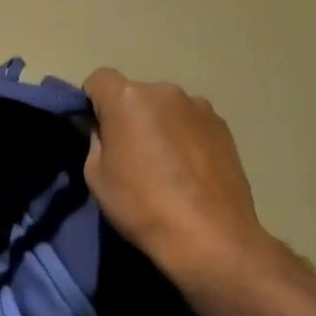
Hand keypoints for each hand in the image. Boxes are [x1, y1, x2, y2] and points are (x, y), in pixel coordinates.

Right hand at [83, 68, 269, 285]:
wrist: (210, 236)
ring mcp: (199, 106)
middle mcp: (165, 91)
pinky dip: (185, 136)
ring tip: (166, 164)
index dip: (92, 101)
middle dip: (128, 114)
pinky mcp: (223, 126)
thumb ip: (96, 140)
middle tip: (130, 152)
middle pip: (135, 94)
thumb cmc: (142, 206)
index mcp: (128, 98)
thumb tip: (106, 130)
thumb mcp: (96, 176)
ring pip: (166, 108)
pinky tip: (190, 170)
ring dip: (160, 124)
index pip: (99, 79)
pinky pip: (191, 122)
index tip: (95, 129)